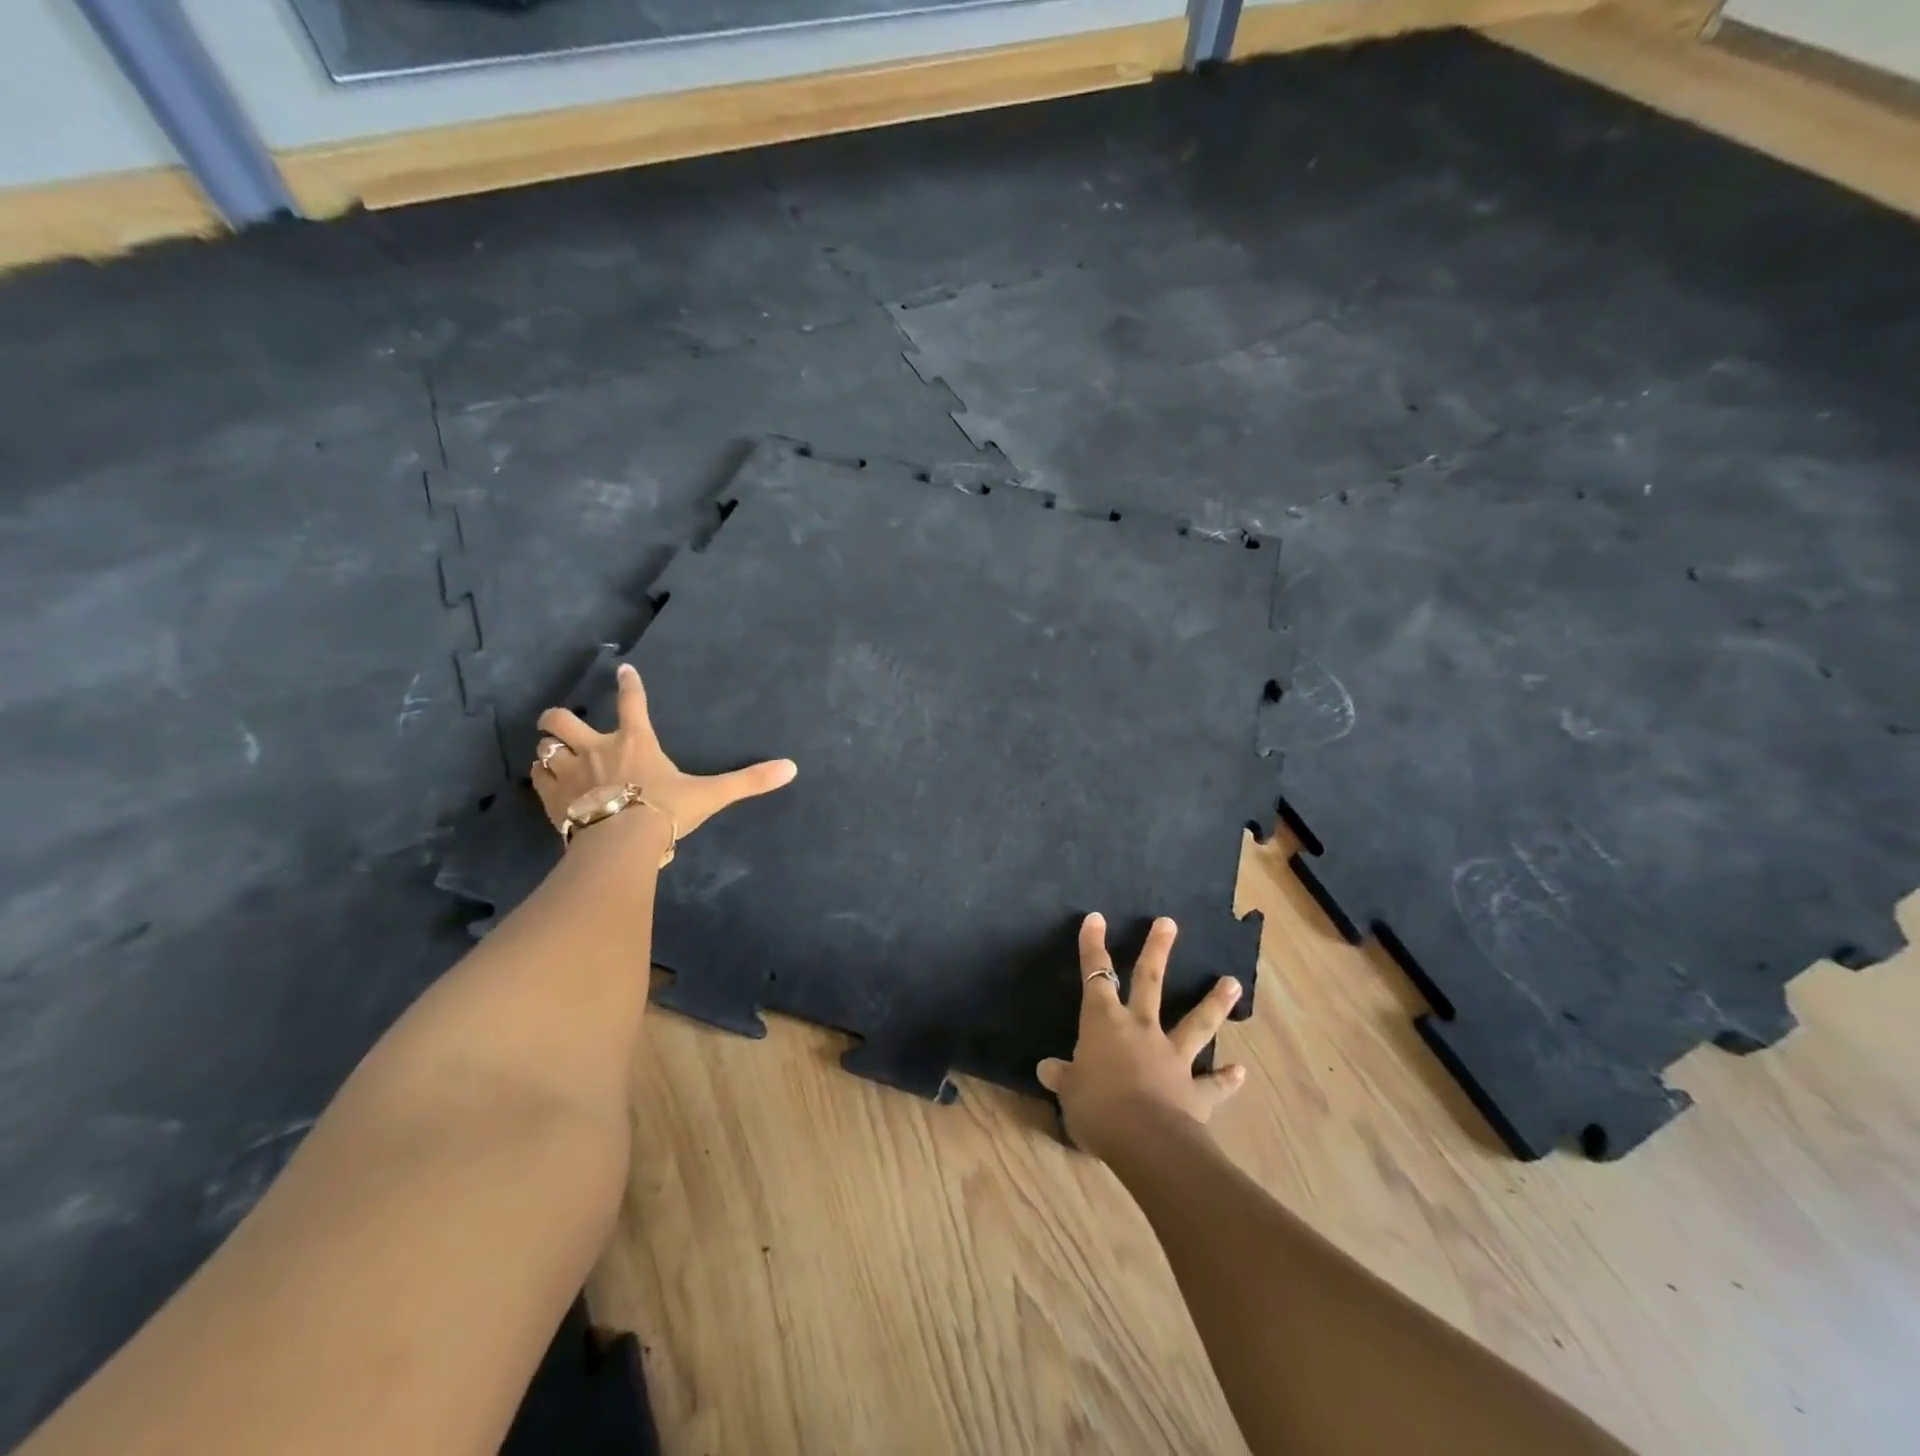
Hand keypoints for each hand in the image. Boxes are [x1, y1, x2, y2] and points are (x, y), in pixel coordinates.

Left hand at [531, 662, 796, 843]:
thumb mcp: (711, 795)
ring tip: (555, 757)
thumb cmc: (665, 810)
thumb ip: (748, 781)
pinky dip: (541, 779)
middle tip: (564, 723)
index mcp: (635, 741)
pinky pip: (537, 781)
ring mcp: (570, 775)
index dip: (629, 684)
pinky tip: (548, 786)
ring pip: (544, 749)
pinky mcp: (552, 801)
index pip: (632, 702)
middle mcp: (597, 749)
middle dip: (559, 718)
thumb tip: (792, 768)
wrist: (621, 843)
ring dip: (548, 750)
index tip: (623, 670)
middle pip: (562, 719)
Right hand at [1037, 912, 1246, 1162]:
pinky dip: (1226, 1078)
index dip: (1093, 946)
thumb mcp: (1069, 1093)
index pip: (1095, 975)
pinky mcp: (1195, 1090)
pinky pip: (1212, 1083)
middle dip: (1156, 950)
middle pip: (1148, 981)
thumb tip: (1047, 1068)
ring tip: (1232, 982)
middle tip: (1168, 923)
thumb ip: (1062, 1077)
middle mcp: (1141, 1029)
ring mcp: (1172, 1057)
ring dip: (1213, 1002)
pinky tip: (1240, 1072)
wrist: (1146, 1141)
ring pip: (1195, 1023)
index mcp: (1104, 1023)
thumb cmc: (1097, 1108)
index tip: (1096, 918)